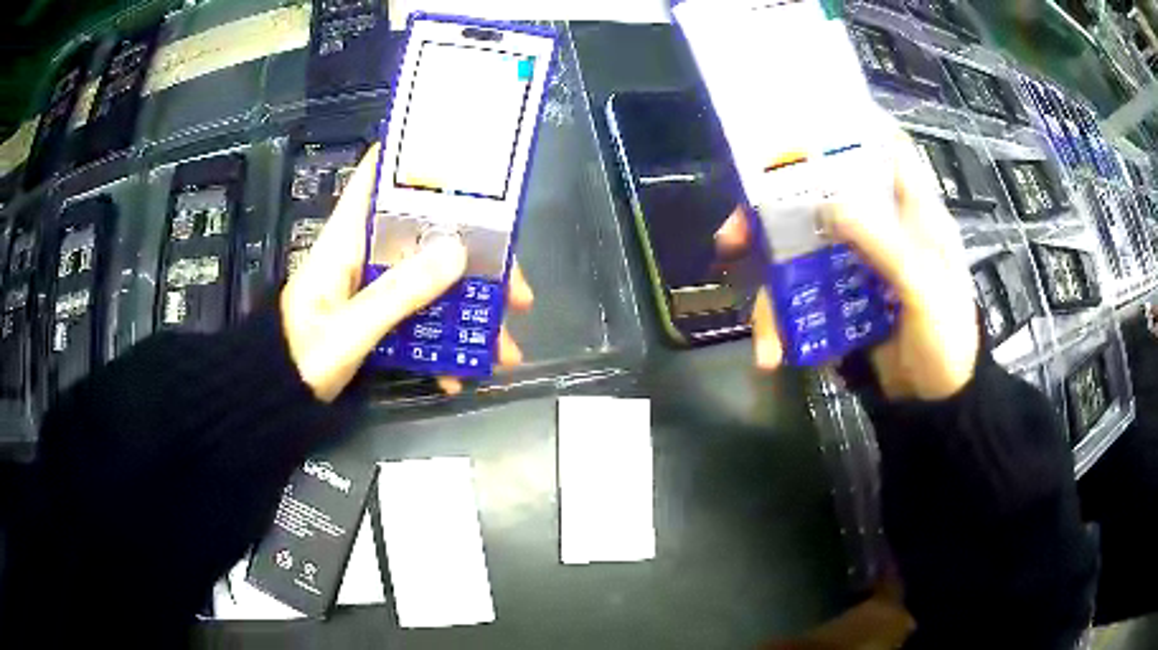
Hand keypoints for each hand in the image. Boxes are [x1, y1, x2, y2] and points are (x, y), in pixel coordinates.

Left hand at [281, 144, 532, 401]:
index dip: (416, 158)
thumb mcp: (348, 330)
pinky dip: (442, 341)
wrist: (276, 398)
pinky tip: (459, 372)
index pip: (376, 176)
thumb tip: (457, 251)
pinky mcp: (376, 315)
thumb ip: (398, 293)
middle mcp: (365, 252)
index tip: (467, 161)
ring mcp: (372, 285)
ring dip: (468, 309)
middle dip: (475, 257)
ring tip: (502, 348)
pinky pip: (419, 315)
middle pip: (427, 234)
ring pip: (431, 279)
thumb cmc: (300, 357)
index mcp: (348, 238)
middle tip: (516, 289)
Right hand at [724, 123, 978, 400]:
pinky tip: (772, 354)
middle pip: (822, 193)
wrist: (934, 406)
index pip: (886, 148)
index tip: (805, 118)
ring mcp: (855, 262)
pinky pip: (801, 295)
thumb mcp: (926, 292)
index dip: (853, 124)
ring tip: (757, 327)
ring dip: (769, 281)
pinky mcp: (840, 296)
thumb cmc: (946, 341)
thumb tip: (828, 205)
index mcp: (912, 212)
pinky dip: (781, 322)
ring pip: (800, 247)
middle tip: (735, 233)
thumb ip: (886, 246)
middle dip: (773, 209)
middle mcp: (880, 226)